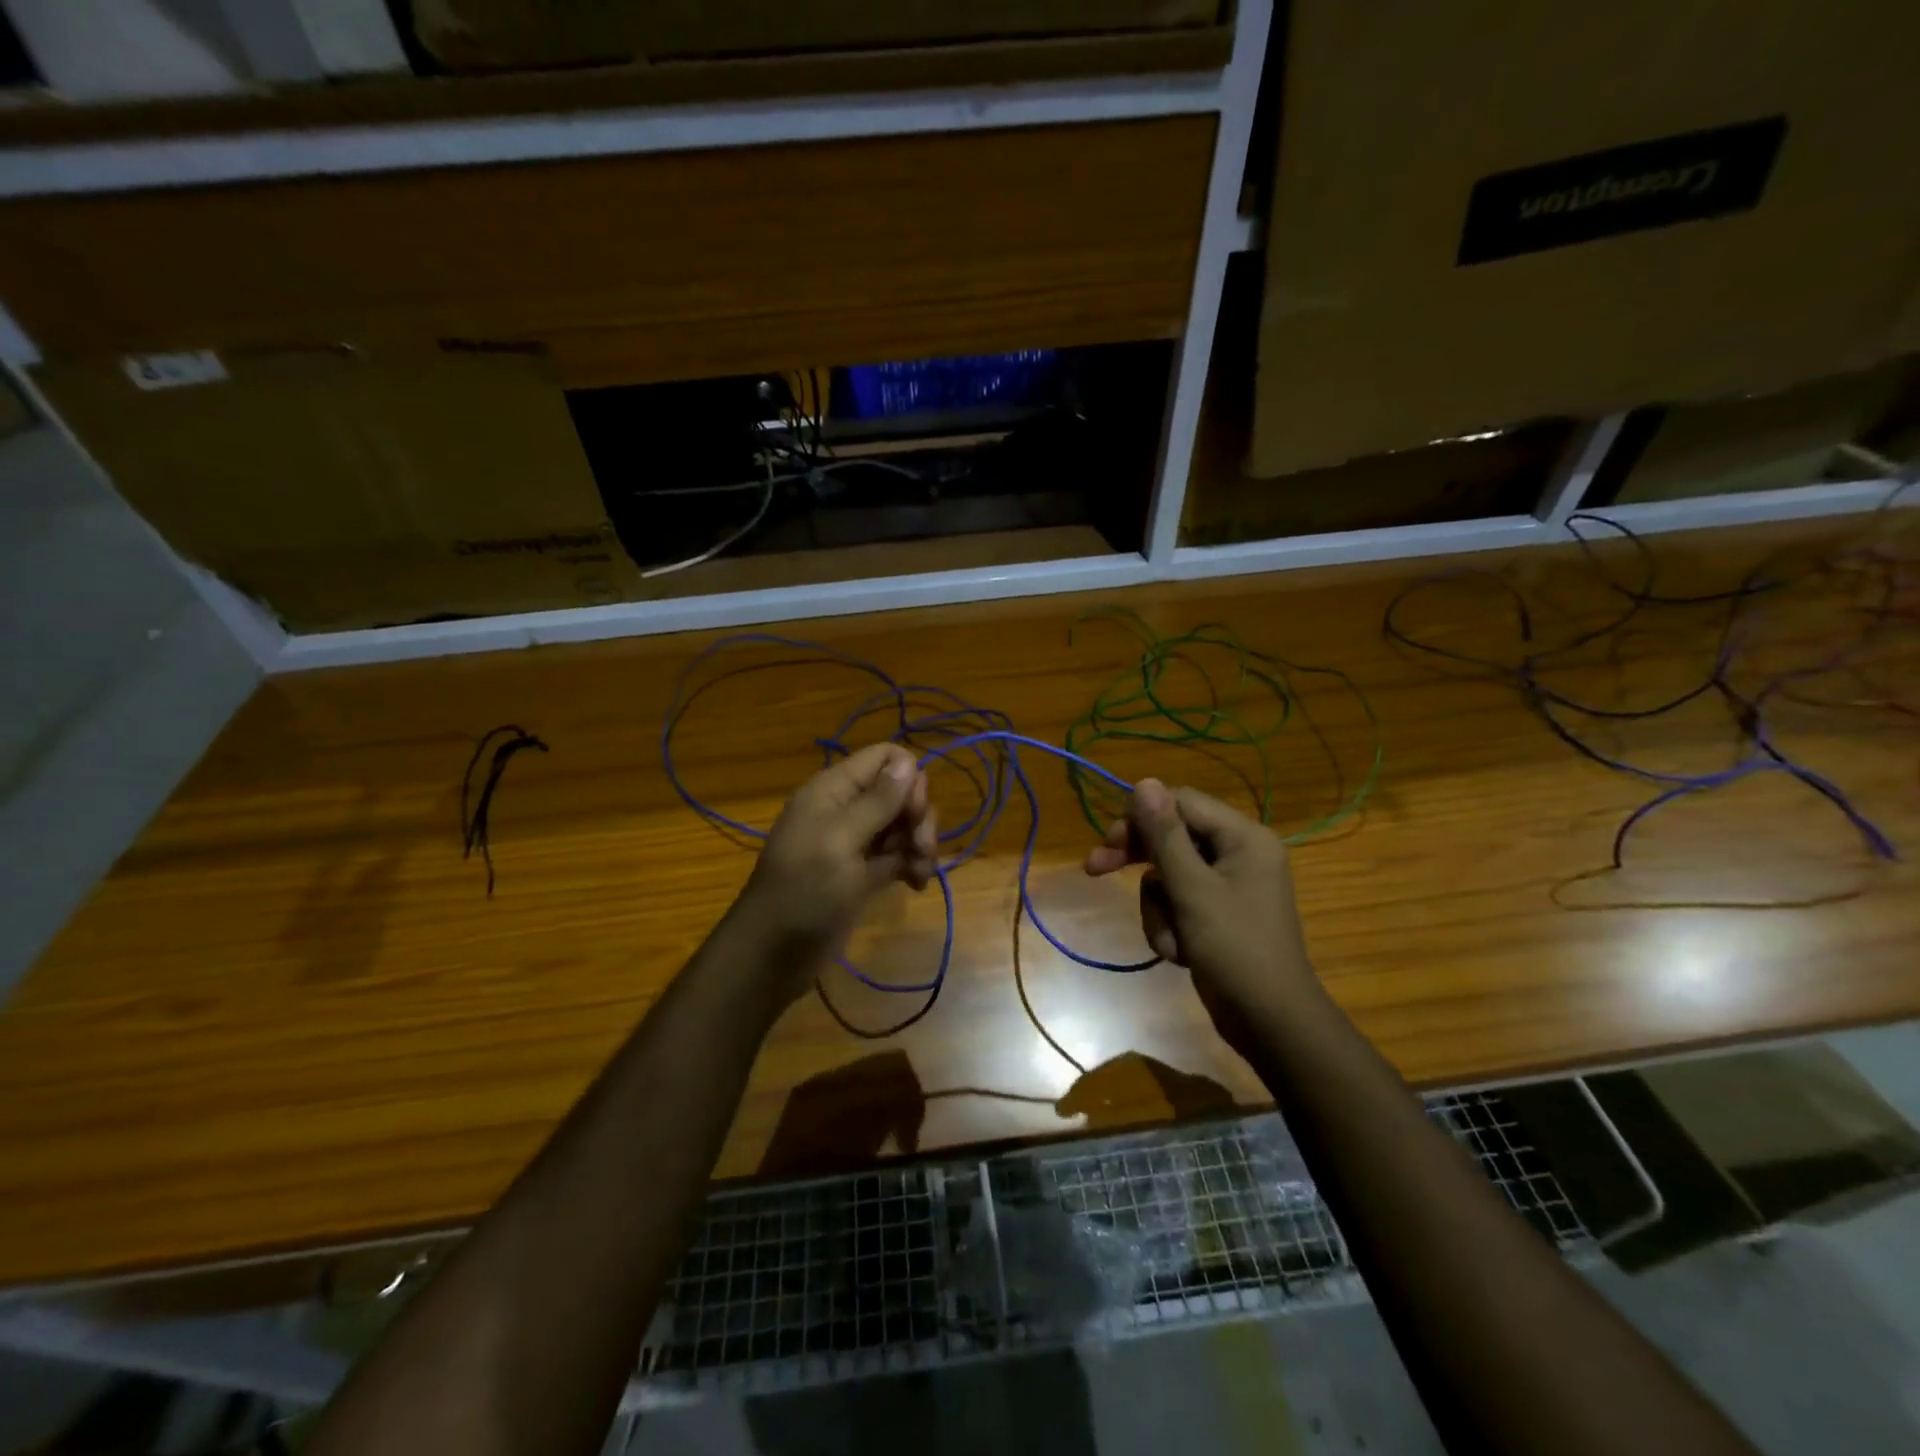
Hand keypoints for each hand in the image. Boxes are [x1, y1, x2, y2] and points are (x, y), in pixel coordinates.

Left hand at [733, 743, 937, 1000]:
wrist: (772, 956)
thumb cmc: (803, 892)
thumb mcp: (841, 842)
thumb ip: (877, 802)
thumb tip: (909, 761)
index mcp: (833, 791)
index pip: (883, 758)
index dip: (908, 777)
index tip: (914, 811)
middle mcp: (844, 810)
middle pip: (898, 792)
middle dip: (918, 816)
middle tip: (922, 848)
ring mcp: (853, 843)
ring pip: (901, 825)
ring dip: (919, 843)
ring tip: (921, 873)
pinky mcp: (861, 874)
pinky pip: (896, 855)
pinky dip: (911, 865)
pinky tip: (917, 884)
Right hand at [1084, 779, 1317, 1053]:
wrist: (1270, 1022)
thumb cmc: (1235, 948)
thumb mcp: (1192, 889)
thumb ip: (1165, 834)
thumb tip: (1144, 781)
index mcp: (1243, 837)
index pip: (1181, 803)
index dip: (1140, 817)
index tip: (1106, 842)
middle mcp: (1238, 853)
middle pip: (1171, 837)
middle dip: (1139, 861)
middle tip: (1095, 869)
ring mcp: (1227, 885)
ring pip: (1167, 876)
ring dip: (1158, 908)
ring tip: (1172, 941)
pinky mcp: (1216, 913)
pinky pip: (1177, 902)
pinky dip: (1170, 926)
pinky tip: (1180, 953)